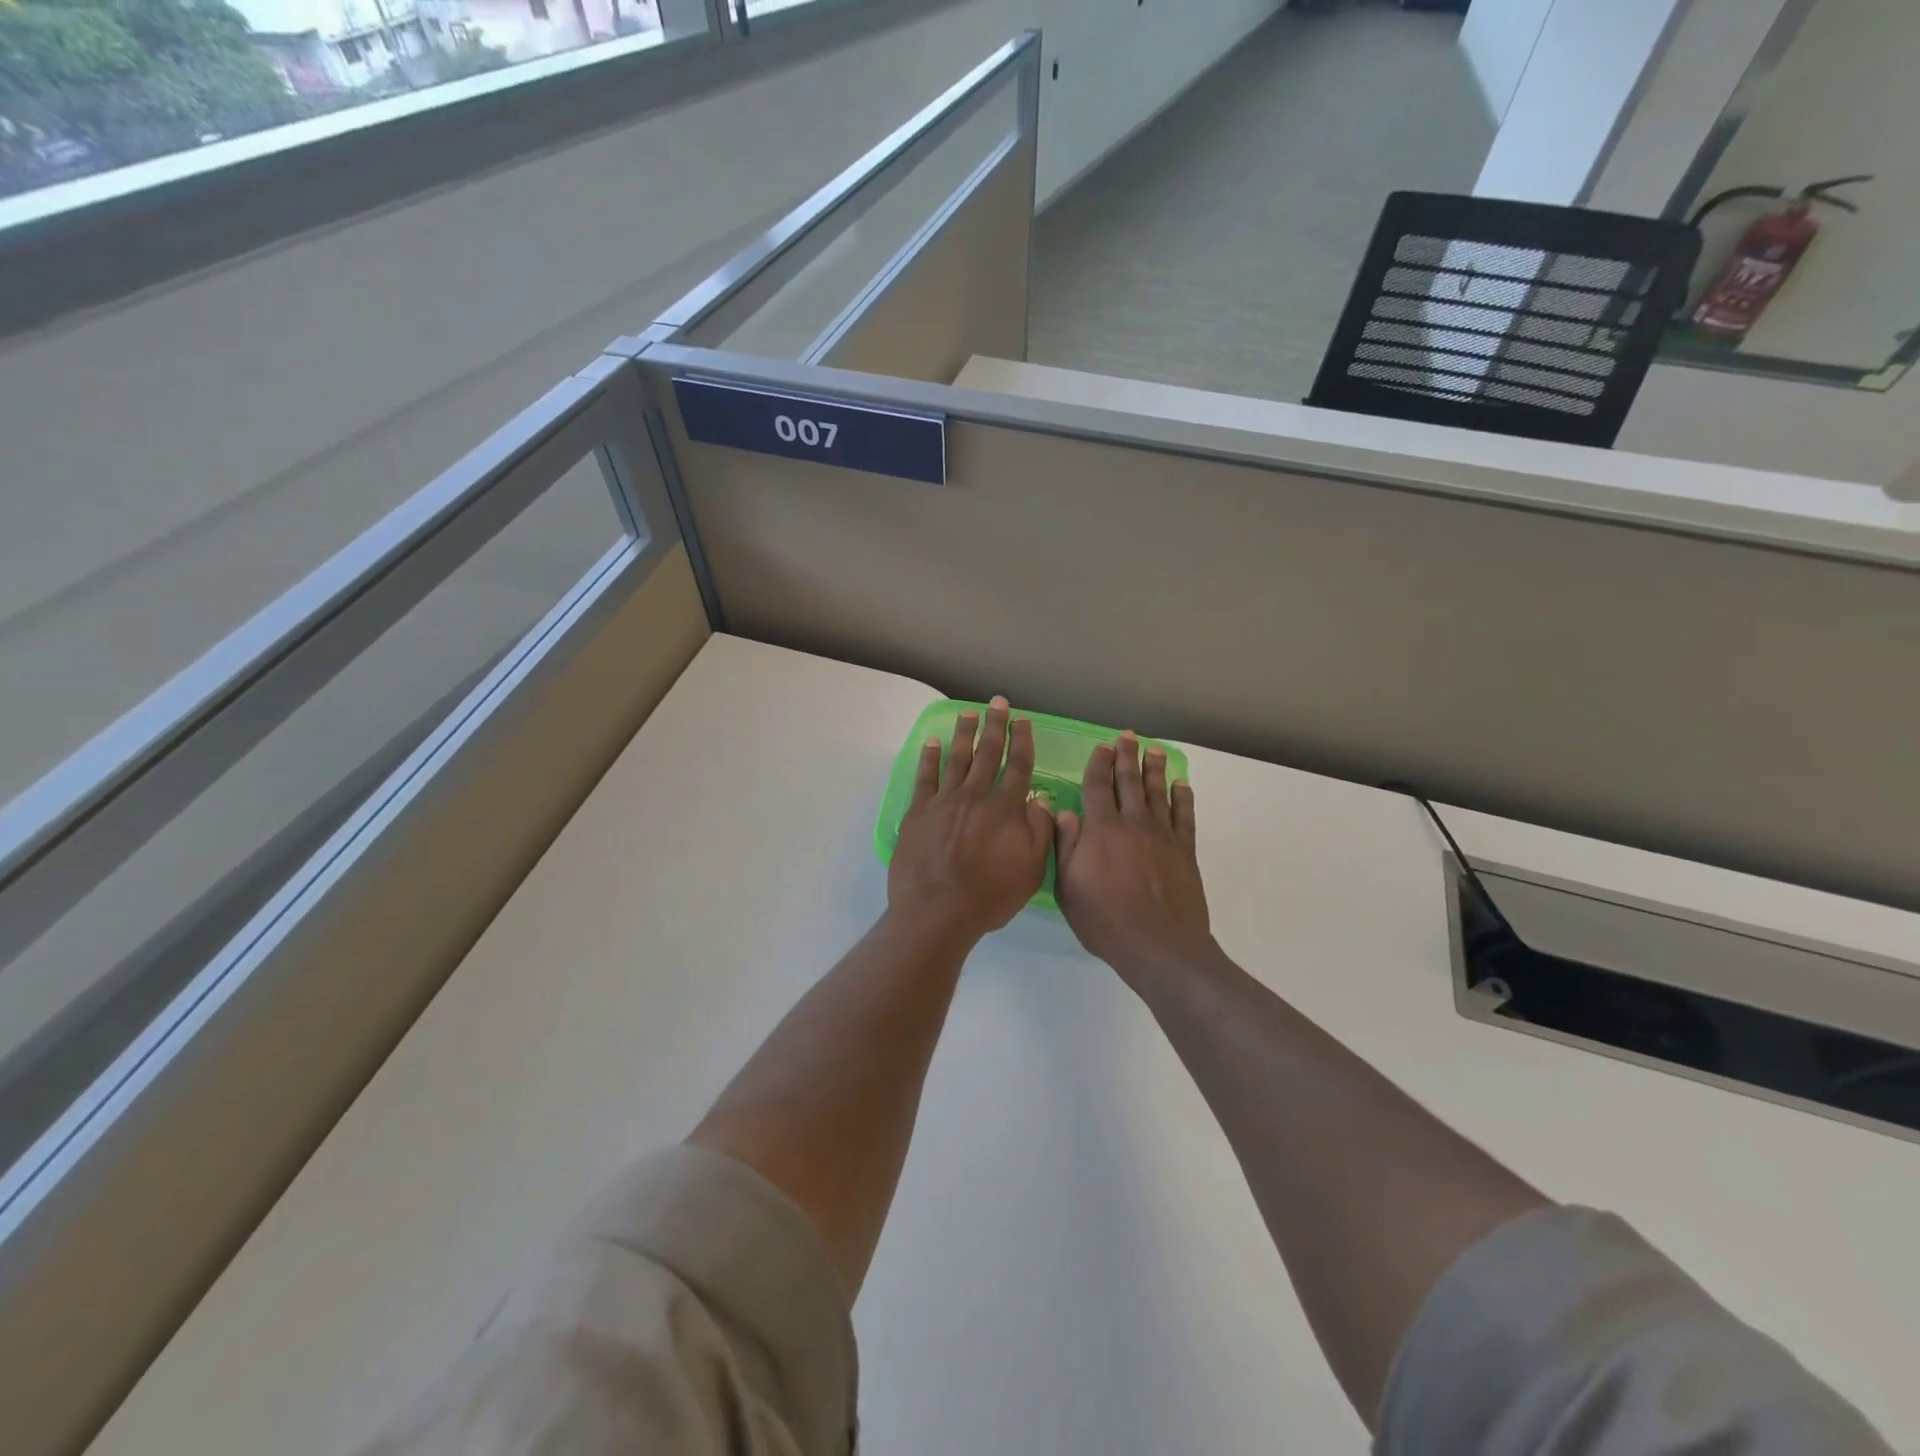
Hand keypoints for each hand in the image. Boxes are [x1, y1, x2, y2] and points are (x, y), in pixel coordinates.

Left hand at [888, 697, 1053, 944]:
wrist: (937, 911)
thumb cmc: (989, 895)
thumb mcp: (1031, 869)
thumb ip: (1039, 830)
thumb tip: (1041, 800)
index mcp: (1005, 808)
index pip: (1018, 766)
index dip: (1022, 741)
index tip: (1023, 721)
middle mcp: (976, 796)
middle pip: (987, 753)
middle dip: (994, 725)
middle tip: (997, 702)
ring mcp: (944, 801)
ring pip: (957, 759)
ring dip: (964, 733)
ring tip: (968, 713)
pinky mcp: (918, 812)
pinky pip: (925, 778)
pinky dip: (929, 758)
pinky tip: (932, 743)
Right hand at [1054, 733, 1215, 990]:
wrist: (1159, 945)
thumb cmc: (1105, 920)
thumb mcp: (1069, 888)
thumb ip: (1066, 847)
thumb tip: (1064, 813)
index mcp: (1101, 830)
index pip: (1097, 787)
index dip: (1098, 765)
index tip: (1101, 747)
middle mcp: (1133, 823)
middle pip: (1129, 782)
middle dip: (1127, 757)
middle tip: (1127, 737)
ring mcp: (1163, 835)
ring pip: (1158, 793)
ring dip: (1155, 769)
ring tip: (1154, 750)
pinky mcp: (1185, 850)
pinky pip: (1184, 816)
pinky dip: (1183, 797)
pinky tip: (1181, 785)